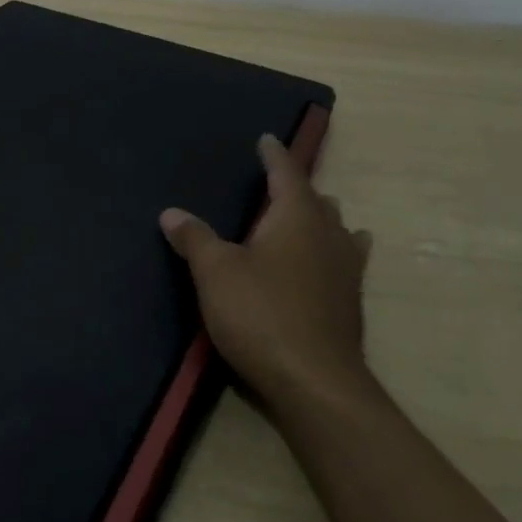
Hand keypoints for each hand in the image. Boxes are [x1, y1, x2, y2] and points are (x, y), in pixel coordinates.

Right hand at [160, 134, 373, 407]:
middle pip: (316, 199)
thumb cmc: (260, 314)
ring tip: (307, 214)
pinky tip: (339, 256)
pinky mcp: (350, 301)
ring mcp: (346, 269)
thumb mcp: (215, 273)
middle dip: (297, 187)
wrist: (314, 382)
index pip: (286, 173)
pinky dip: (337, 248)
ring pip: (336, 228)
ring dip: (320, 217)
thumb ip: (194, 238)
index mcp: (296, 217)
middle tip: (276, 182)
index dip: (274, 155)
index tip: (267, 139)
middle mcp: (328, 234)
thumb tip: (172, 212)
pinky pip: (346, 259)